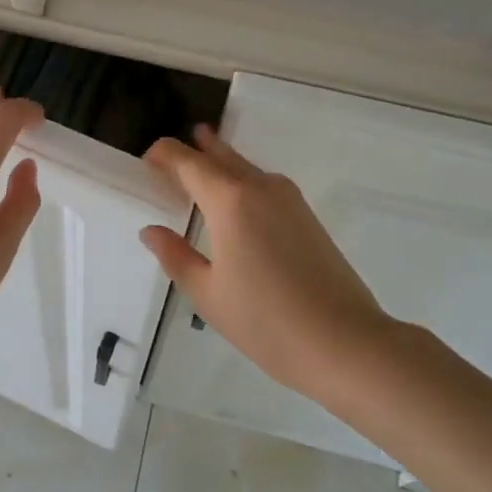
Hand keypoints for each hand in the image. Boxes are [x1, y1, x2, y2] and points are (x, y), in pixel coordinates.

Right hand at [140, 125, 391, 402]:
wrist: (345, 342)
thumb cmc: (266, 321)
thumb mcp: (208, 294)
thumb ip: (175, 256)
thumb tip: (152, 231)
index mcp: (229, 199)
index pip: (188, 161)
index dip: (164, 154)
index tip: (146, 159)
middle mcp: (259, 186)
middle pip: (220, 155)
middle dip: (194, 149)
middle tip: (170, 154)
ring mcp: (288, 198)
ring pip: (245, 167)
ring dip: (220, 162)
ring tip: (200, 162)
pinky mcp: (306, 215)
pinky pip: (263, 183)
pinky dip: (241, 180)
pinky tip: (236, 199)